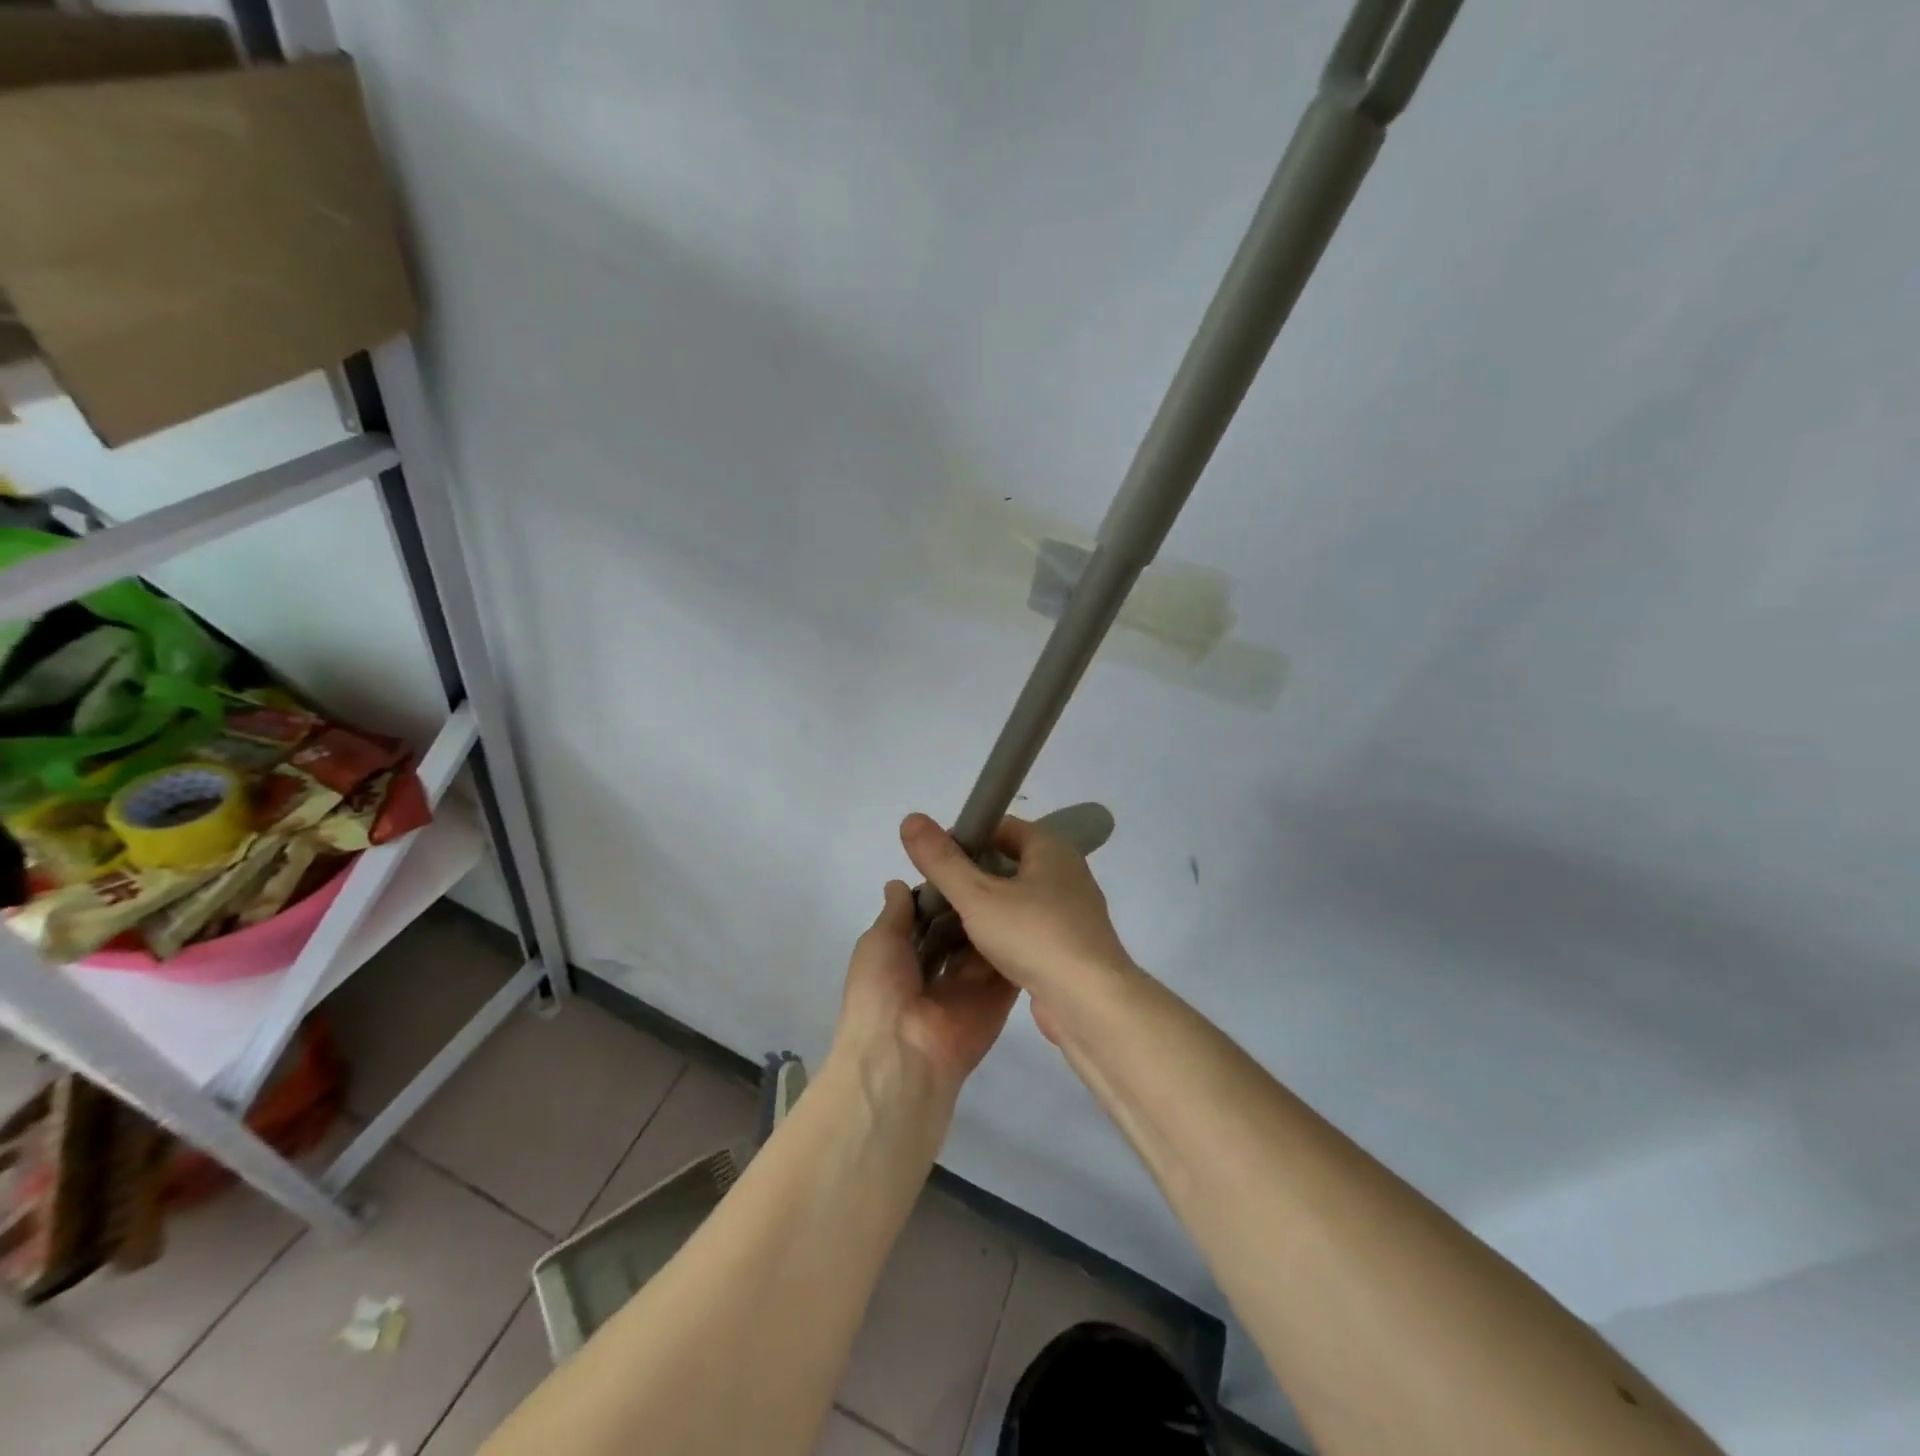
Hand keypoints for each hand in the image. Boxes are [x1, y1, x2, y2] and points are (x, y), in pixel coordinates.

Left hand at [833, 880, 1017, 1100]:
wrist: (905, 1054)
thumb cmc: (881, 990)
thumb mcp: (878, 941)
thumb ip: (896, 912)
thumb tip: (898, 883)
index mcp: (905, 954)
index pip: (931, 914)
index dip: (945, 887)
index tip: (965, 853)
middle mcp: (940, 967)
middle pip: (963, 926)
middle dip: (976, 899)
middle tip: (1003, 858)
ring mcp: (971, 983)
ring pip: (988, 941)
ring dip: (999, 915)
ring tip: (1022, 872)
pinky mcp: (999, 998)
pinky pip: (1011, 965)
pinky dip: (1022, 941)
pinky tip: (1038, 906)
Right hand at [899, 813, 1135, 1045]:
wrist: (1089, 1003)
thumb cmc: (1034, 936)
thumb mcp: (978, 896)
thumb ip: (943, 861)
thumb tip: (910, 819)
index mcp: (1051, 849)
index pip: (1002, 826)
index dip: (966, 836)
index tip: (935, 859)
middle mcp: (1066, 874)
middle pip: (1009, 862)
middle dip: (972, 874)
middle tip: (936, 893)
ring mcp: (1072, 912)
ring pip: (1018, 898)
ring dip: (986, 906)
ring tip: (948, 922)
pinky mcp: (1070, 947)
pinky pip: (1028, 928)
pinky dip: (1003, 933)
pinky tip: (977, 952)